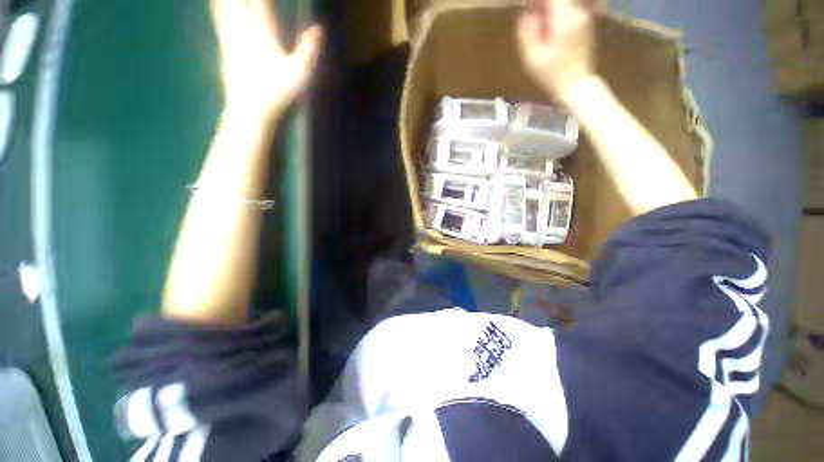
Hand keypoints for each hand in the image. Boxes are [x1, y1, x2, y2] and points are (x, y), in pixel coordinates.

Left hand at [211, 0, 321, 117]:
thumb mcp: (300, 75)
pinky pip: (218, 18)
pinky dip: (218, 6)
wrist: (250, 113)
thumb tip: (319, 28)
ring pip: (222, 4)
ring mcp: (230, 37)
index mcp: (263, 31)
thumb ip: (309, 50)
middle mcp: (242, 28)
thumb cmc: (278, 95)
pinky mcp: (224, 48)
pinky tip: (217, 5)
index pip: (261, 0)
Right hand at [516, 0, 601, 98]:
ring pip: (564, 4)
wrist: (576, 84)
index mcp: (564, 19)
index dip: (536, 0)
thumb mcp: (532, 58)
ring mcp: (584, 16)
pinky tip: (548, 24)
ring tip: (537, 21)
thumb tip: (525, 14)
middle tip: (530, 14)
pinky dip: (558, 12)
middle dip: (543, 4)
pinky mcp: (586, 21)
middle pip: (558, 0)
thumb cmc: (551, 75)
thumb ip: (526, 33)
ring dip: (550, 8)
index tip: (526, 6)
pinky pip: (571, 8)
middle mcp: (578, 12)